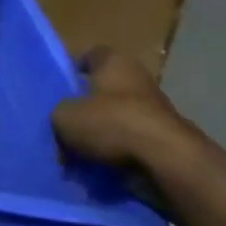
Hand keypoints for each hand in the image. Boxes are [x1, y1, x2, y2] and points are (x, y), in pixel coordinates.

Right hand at [51, 47, 202, 173]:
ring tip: (77, 154)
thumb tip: (64, 123)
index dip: (74, 69)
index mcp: (114, 62)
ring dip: (100, 135)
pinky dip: (116, 154)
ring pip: (117, 119)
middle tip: (63, 125)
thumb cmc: (112, 123)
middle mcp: (138, 80)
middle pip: (104, 91)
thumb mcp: (64, 117)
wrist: (167, 161)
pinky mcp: (164, 140)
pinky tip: (97, 169)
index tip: (60, 86)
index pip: (91, 56)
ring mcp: (155, 111)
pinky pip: (130, 144)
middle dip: (85, 108)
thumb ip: (59, 115)